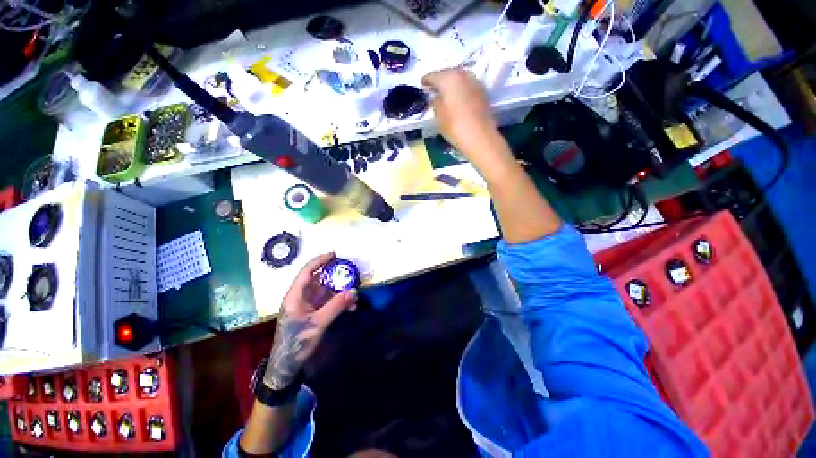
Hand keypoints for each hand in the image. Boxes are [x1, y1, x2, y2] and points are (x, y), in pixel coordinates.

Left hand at [263, 253, 356, 389]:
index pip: (306, 272)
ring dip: (339, 292)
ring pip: (325, 291)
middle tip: (350, 274)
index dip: (319, 261)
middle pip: (318, 280)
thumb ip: (336, 306)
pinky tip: (350, 308)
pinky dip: (338, 302)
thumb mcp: (317, 323)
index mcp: (295, 296)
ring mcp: (307, 305)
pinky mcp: (313, 312)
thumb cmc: (296, 343)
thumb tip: (353, 291)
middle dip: (335, 278)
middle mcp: (301, 297)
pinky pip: (328, 302)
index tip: (333, 254)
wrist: (287, 365)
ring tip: (354, 297)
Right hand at [421, 68, 505, 163]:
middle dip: (440, 79)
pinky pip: (467, 86)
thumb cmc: (455, 126)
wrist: (480, 137)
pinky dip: (460, 90)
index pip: (433, 76)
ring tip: (445, 93)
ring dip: (452, 84)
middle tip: (433, 87)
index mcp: (449, 78)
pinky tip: (456, 98)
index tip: (422, 84)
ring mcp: (475, 82)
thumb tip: (435, 96)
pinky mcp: (482, 92)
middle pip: (448, 73)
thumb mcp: (438, 115)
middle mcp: (463, 74)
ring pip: (459, 79)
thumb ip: (435, 102)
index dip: (426, 80)